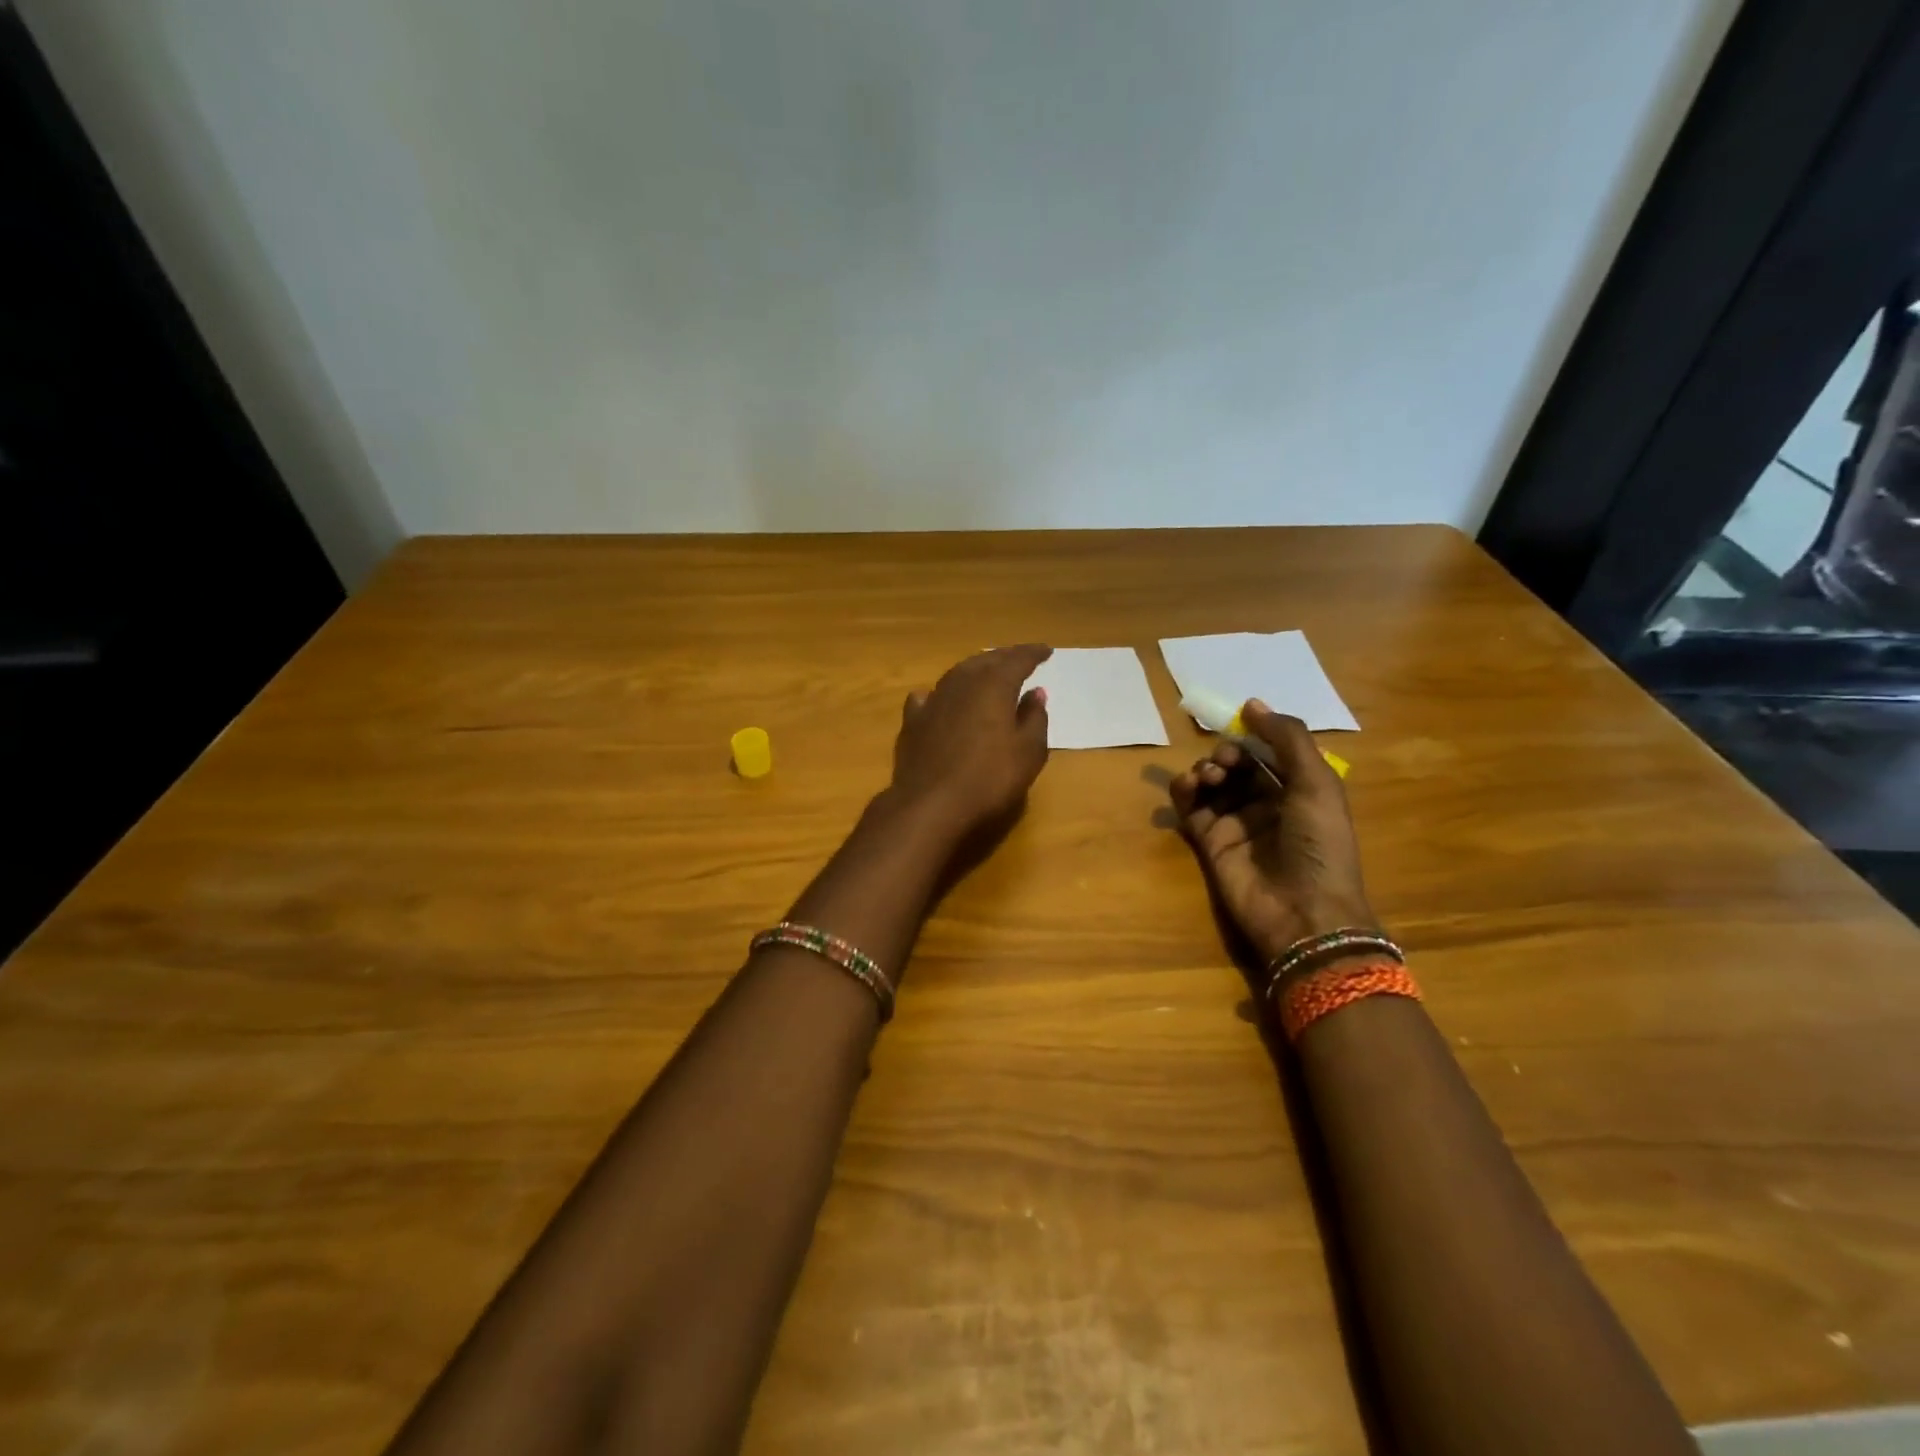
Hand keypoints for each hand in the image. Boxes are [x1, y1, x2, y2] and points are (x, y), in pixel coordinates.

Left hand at [887, 645, 1052, 839]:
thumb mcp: (1028, 752)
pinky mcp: (913, 721)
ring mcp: (933, 700)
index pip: (1018, 660)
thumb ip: (1035, 718)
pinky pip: (929, 697)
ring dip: (975, 669)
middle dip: (1005, 657)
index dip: (1034, 654)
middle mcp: (962, 682)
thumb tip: (1036, 693)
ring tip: (987, 672)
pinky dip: (942, 693)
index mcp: (994, 685)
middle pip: (986, 661)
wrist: (930, 804)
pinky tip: (940, 697)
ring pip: (957, 674)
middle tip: (1019, 659)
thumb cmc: (989, 778)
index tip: (1047, 651)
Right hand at [1169, 701, 1375, 965]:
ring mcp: (1236, 823)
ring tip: (1209, 778)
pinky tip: (1187, 785)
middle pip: (1238, 765)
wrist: (1303, 913)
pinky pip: (1190, 808)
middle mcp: (1267, 804)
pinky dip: (1183, 790)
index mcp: (1300, 790)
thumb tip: (1251, 703)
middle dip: (1227, 754)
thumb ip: (1287, 738)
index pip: (1271, 751)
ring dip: (1206, 769)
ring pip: (1212, 783)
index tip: (1239, 722)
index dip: (1255, 735)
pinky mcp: (1209, 842)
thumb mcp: (1316, 784)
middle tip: (1225, 762)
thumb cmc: (1319, 845)